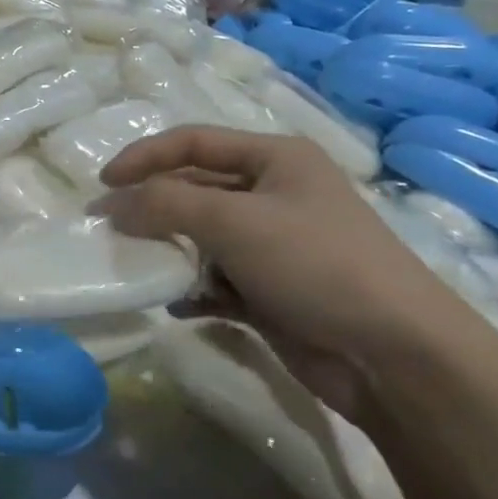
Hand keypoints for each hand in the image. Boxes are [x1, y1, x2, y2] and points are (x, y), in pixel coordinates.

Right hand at [97, 127, 471, 418]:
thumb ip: (164, 204)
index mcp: (275, 159)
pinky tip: (176, 303)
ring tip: (137, 265)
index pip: (192, 142)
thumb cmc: (316, 264)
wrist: (395, 356)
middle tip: (108, 229)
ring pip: (200, 236)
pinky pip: (214, 280)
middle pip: (193, 188)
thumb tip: (114, 206)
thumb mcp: (234, 220)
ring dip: (167, 250)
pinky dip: (192, 289)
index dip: (144, 157)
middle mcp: (273, 195)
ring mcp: (273, 246)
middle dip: (150, 207)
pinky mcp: (270, 291)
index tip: (102, 184)